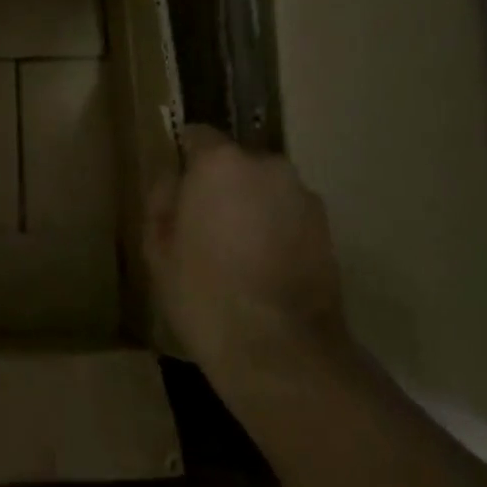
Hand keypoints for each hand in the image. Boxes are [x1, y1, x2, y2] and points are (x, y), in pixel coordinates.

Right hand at [145, 125, 348, 380]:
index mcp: (220, 163)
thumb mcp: (158, 249)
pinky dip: (276, 229)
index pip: (197, 135)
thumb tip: (172, 182)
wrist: (281, 351)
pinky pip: (289, 214)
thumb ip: (162, 202)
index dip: (184, 159)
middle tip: (204, 225)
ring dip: (251, 206)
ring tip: (237, 251)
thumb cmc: (205, 294)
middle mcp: (267, 166)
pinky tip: (264, 267)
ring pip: (265, 189)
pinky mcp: (327, 229)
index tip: (177, 189)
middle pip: (235, 162)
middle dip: (220, 185)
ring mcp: (303, 196)